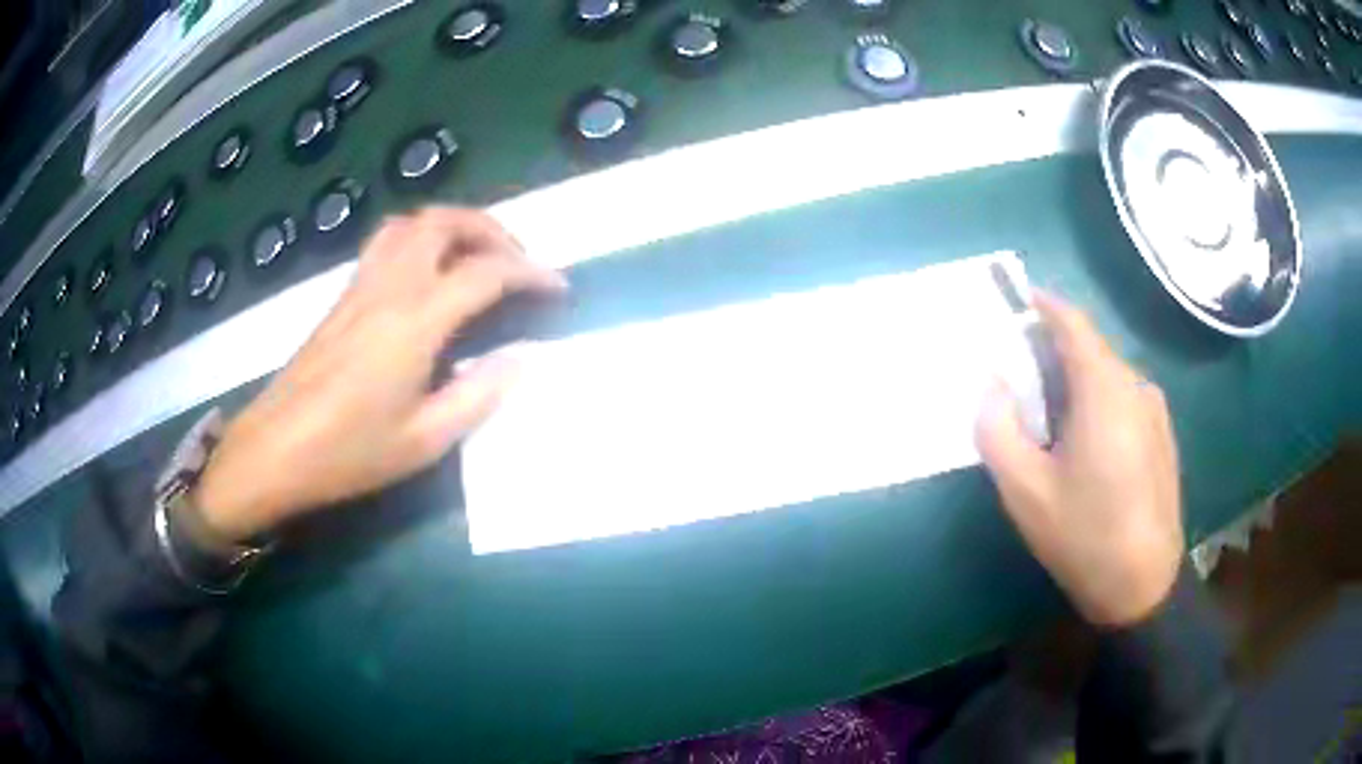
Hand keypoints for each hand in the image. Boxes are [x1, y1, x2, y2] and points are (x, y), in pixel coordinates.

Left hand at [192, 208, 566, 542]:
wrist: (273, 450)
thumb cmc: (347, 453)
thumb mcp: (423, 441)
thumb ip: (478, 394)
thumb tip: (521, 358)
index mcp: (415, 321)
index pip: (486, 272)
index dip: (530, 273)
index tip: (558, 288)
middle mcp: (389, 287)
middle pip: (445, 221)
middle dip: (492, 229)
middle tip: (517, 262)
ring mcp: (361, 286)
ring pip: (412, 222)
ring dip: (453, 226)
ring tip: (476, 258)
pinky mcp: (343, 296)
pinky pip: (388, 242)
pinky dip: (421, 239)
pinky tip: (429, 276)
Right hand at [975, 291, 1182, 627]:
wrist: (1144, 585)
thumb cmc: (1084, 536)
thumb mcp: (1025, 491)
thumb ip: (998, 429)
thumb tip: (994, 386)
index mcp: (1104, 390)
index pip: (1073, 324)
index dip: (1044, 305)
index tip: (1018, 300)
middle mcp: (1136, 386)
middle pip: (1091, 349)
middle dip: (1053, 351)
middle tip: (1021, 381)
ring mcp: (1155, 411)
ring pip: (1109, 376)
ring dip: (1077, 382)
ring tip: (1052, 424)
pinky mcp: (1163, 434)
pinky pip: (1125, 399)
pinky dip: (1099, 402)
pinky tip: (1086, 448)